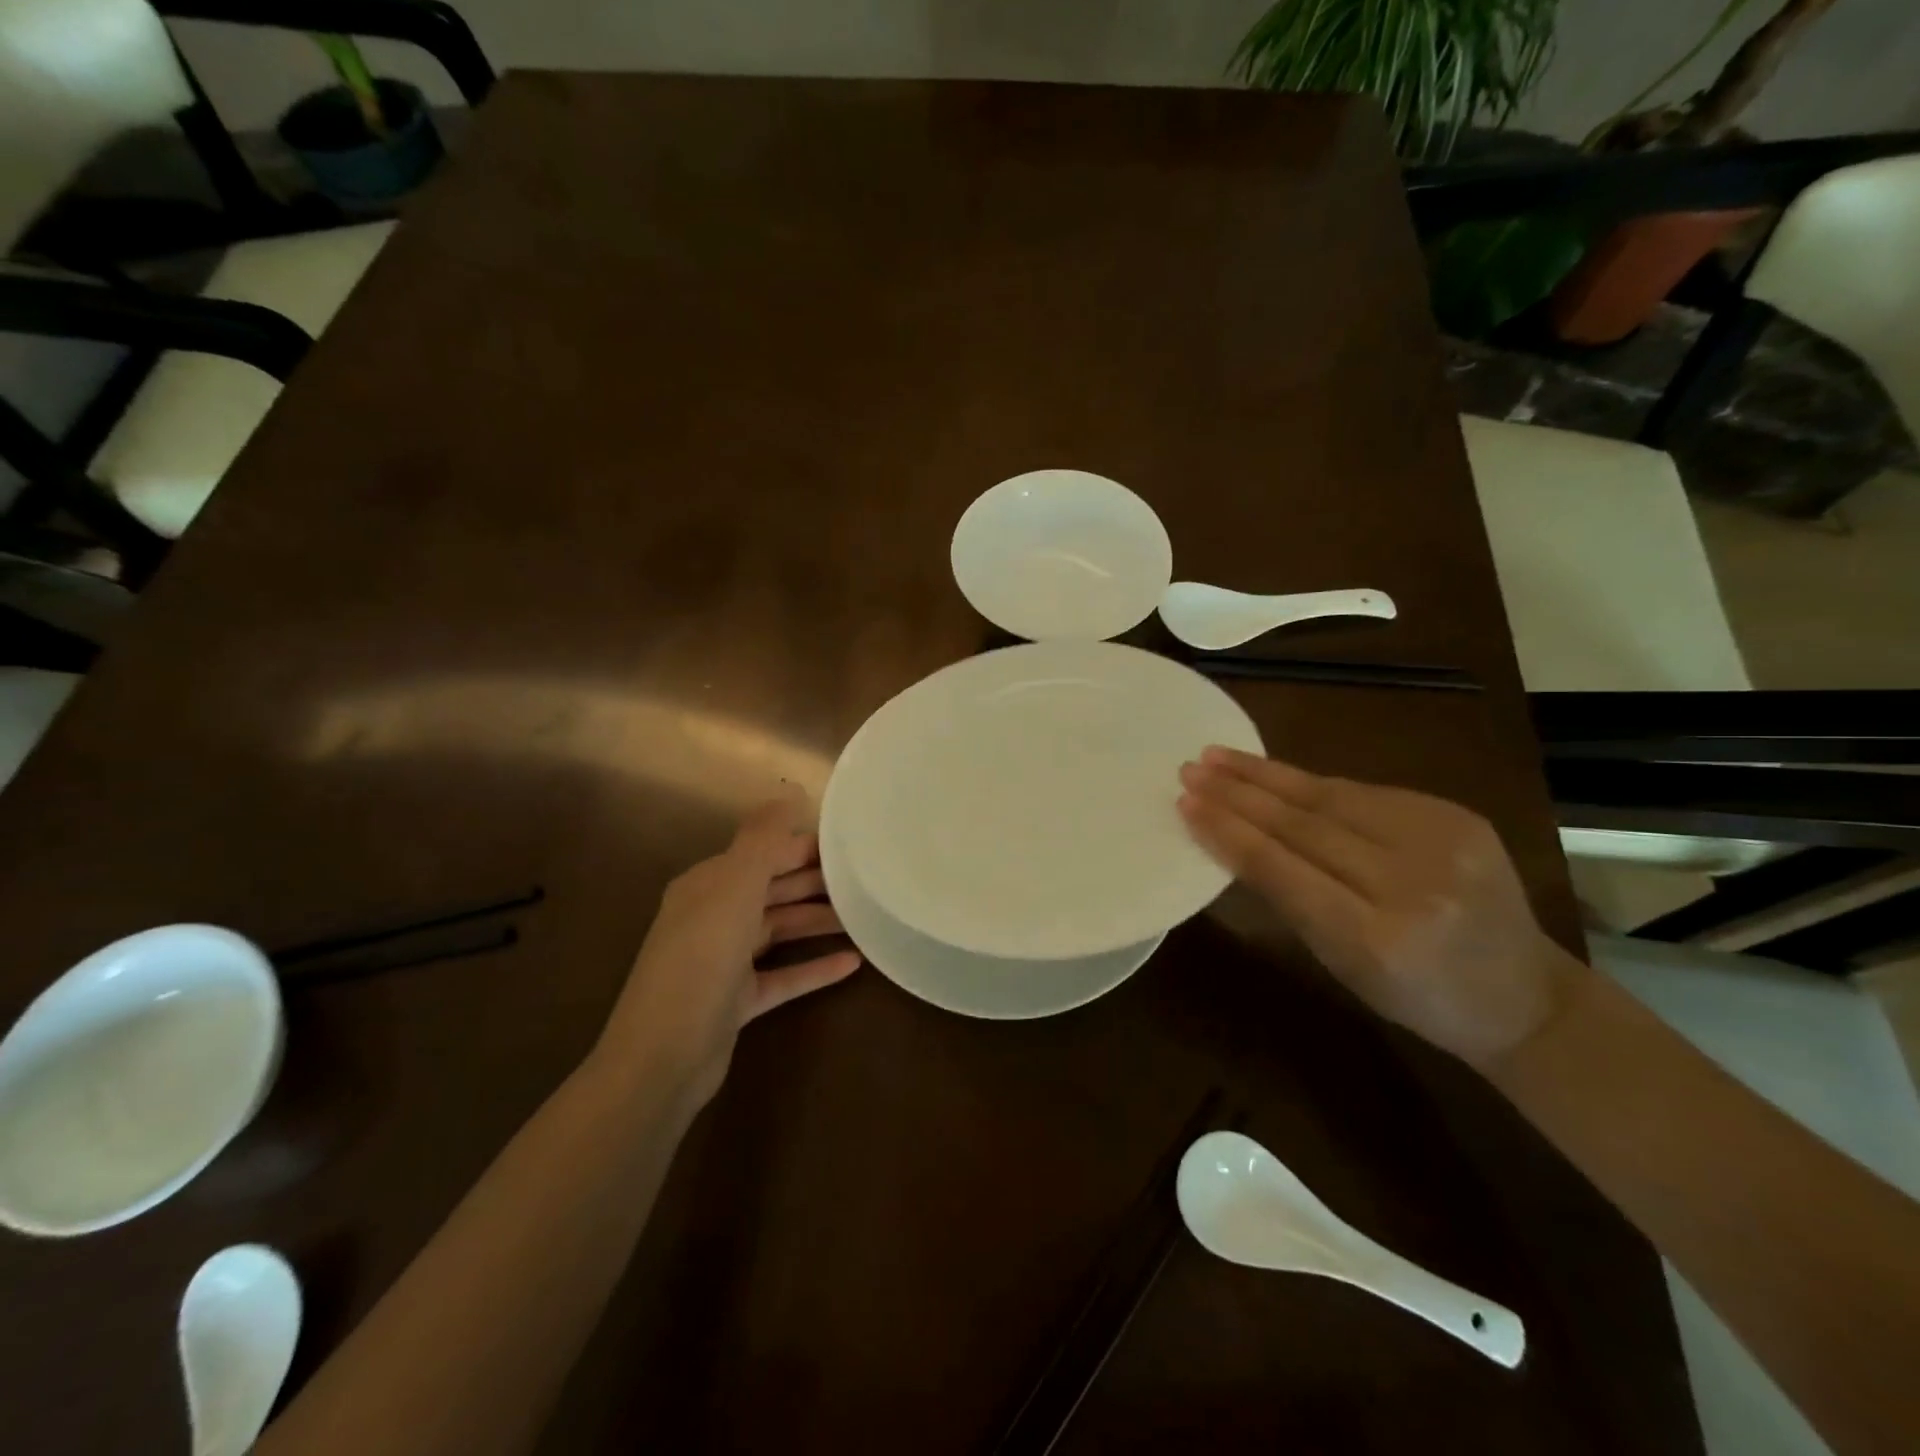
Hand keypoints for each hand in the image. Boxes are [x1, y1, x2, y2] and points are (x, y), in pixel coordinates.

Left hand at [593, 796, 861, 1110]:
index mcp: (709, 884)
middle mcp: (715, 915)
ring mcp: (725, 961)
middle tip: (867, 883)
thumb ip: (763, 839)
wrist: (663, 1058)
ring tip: (866, 920)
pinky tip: (852, 965)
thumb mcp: (734, 889)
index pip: (765, 854)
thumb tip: (788, 791)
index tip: (853, 848)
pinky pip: (783, 975)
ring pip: (781, 930)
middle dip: (818, 884)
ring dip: (820, 923)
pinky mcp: (737, 1000)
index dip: (806, 848)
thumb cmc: (701, 960)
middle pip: (775, 890)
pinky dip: (814, 968)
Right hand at [1177, 747, 1585, 1069]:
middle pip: (1303, 823)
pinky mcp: (1457, 814)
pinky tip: (1274, 774)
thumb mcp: (1341, 964)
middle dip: (1238, 792)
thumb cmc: (1415, 996)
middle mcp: (1411, 881)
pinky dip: (1311, 784)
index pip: (1282, 868)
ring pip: (1331, 796)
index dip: (1228, 831)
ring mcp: (1442, 840)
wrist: (1524, 996)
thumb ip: (1289, 899)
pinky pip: (1364, 793)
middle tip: (1192, 768)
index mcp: (1376, 937)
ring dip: (1267, 774)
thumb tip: (1231, 837)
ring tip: (1219, 756)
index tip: (1186, 802)